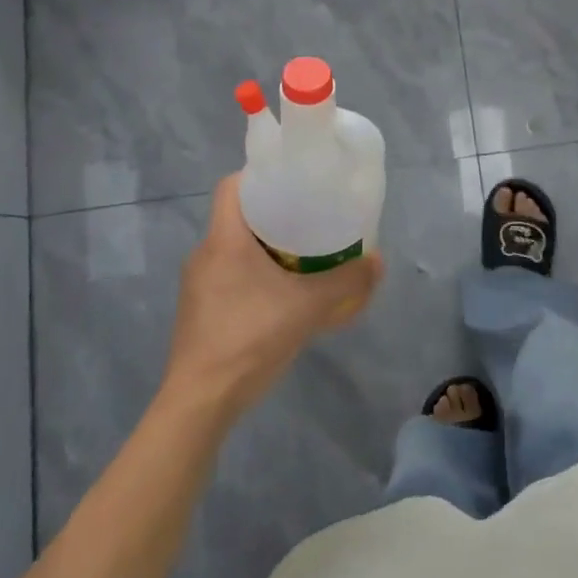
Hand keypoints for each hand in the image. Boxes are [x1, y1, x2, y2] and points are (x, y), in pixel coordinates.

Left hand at [162, 175, 384, 423]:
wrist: (201, 402)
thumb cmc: (249, 339)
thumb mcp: (308, 308)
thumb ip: (346, 282)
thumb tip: (379, 261)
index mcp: (224, 240)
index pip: (232, 186)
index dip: (260, 175)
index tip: (293, 180)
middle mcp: (205, 255)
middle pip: (238, 217)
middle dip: (274, 213)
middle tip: (311, 217)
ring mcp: (198, 286)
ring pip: (235, 249)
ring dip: (267, 247)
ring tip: (304, 255)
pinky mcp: (201, 312)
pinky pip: (231, 277)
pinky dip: (257, 276)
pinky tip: (284, 296)